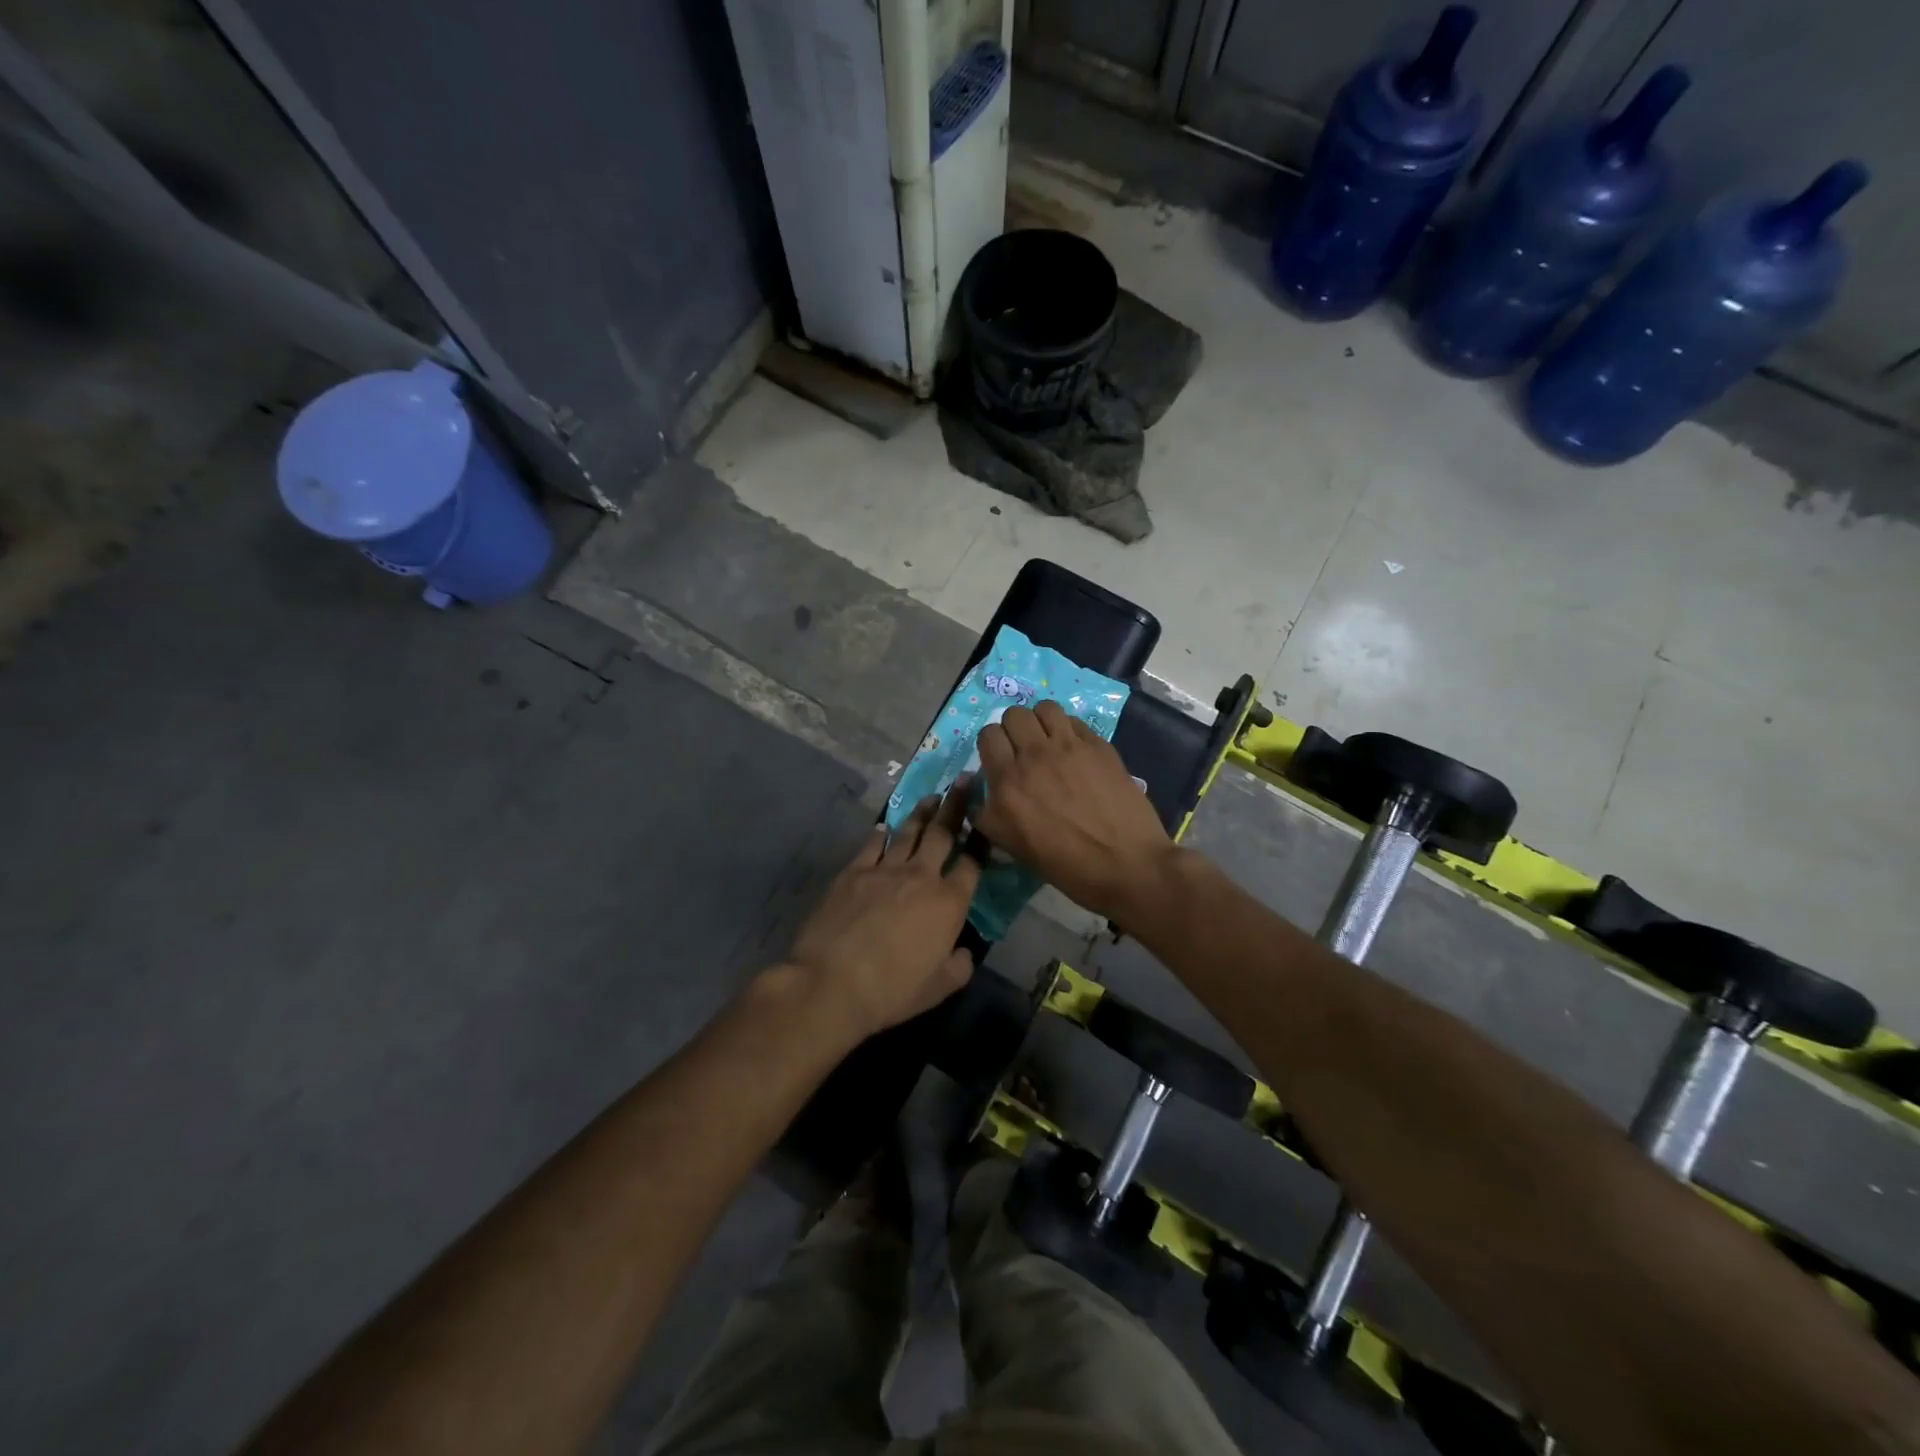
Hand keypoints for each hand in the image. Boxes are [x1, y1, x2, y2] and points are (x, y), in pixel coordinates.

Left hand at [785, 782, 982, 1040]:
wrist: (832, 982)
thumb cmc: (892, 991)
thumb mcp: (939, 988)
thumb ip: (959, 965)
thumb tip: (963, 951)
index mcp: (948, 902)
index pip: (972, 864)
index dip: (982, 842)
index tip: (987, 823)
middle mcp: (921, 875)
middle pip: (943, 833)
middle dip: (956, 805)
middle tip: (965, 781)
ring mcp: (884, 869)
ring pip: (909, 832)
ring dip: (922, 812)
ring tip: (932, 796)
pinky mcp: (853, 871)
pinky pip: (871, 846)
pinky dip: (881, 834)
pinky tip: (885, 827)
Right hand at [973, 701, 1176, 919]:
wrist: (1126, 865)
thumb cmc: (1067, 866)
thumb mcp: (1013, 847)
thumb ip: (989, 815)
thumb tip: (981, 795)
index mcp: (1008, 783)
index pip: (988, 736)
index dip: (992, 745)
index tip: (1000, 760)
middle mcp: (1034, 757)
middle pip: (1014, 715)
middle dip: (1014, 729)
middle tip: (1024, 750)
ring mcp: (1069, 747)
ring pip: (1044, 708)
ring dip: (1041, 722)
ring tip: (1049, 741)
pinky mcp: (1098, 746)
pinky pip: (1074, 721)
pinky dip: (1068, 729)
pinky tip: (1075, 750)